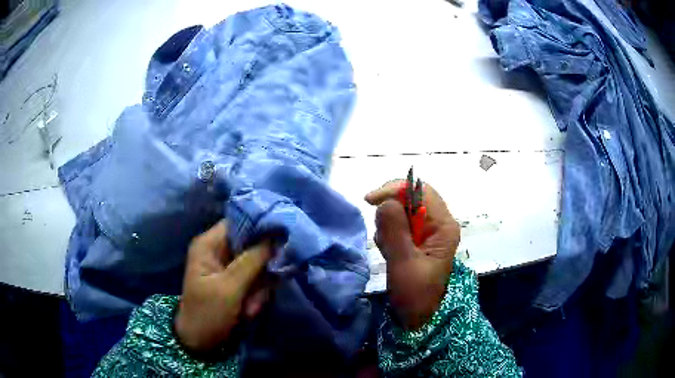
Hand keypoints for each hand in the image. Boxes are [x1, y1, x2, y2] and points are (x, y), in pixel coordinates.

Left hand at [175, 220, 271, 352]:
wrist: (201, 343)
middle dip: (260, 271)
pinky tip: (248, 312)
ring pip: (259, 266)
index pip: (239, 221)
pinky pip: (258, 281)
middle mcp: (220, 251)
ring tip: (248, 308)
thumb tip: (276, 235)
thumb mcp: (229, 287)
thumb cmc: (208, 313)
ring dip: (259, 289)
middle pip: (253, 245)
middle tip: (257, 292)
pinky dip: (257, 297)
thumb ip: (252, 261)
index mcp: (209, 244)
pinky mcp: (238, 282)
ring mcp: (230, 268)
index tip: (282, 236)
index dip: (261, 225)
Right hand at [365, 181, 459, 329]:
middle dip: (390, 210)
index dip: (396, 190)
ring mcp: (428, 233)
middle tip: (380, 232)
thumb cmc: (415, 294)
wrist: (418, 318)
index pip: (421, 191)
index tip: (371, 201)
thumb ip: (395, 231)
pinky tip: (389, 252)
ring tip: (388, 249)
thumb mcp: (404, 263)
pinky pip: (399, 226)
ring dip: (389, 225)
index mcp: (443, 226)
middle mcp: (438, 224)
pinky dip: (388, 234)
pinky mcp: (417, 241)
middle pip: (411, 199)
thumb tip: (384, 202)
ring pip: (402, 211)